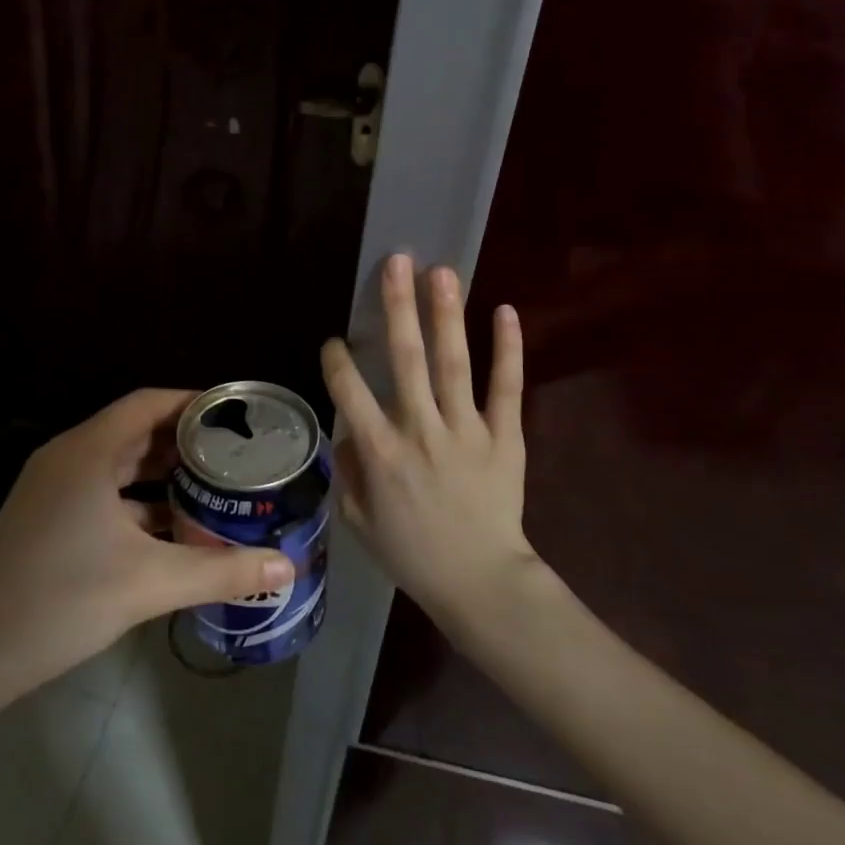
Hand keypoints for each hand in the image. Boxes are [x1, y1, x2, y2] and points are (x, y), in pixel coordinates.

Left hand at [0, 389, 295, 710]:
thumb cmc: (62, 600)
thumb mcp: (150, 583)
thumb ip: (222, 572)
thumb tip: (288, 567)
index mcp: (88, 451)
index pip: (148, 403)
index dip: (193, 402)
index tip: (237, 415)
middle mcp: (68, 458)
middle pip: (135, 431)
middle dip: (185, 440)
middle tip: (237, 452)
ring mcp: (53, 489)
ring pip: (119, 465)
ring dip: (162, 473)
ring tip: (215, 486)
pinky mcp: (48, 518)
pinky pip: (103, 493)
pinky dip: (139, 502)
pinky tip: (173, 528)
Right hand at [320, 254, 538, 624]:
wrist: (480, 583)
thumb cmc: (412, 554)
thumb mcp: (359, 521)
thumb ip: (348, 472)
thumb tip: (347, 431)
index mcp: (380, 452)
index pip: (349, 391)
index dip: (338, 360)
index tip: (336, 340)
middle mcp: (419, 430)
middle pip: (405, 359)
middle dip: (397, 306)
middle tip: (396, 262)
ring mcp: (467, 431)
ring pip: (453, 364)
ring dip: (446, 314)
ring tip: (441, 271)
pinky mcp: (505, 437)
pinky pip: (506, 388)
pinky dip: (508, 349)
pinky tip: (506, 311)